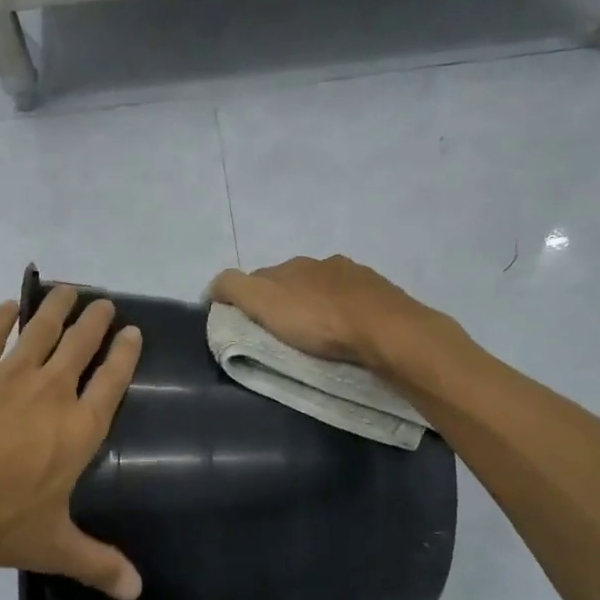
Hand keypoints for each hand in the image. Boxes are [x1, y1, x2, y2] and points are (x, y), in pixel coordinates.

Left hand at [0, 284, 143, 599]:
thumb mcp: (51, 546)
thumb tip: (138, 592)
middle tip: (104, 304)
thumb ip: (97, 564)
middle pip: (81, 345)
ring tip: (69, 291)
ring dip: (57, 308)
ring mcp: (8, 374)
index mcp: (78, 429)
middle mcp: (51, 391)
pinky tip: (9, 308)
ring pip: (41, 329)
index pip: (112, 382)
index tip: (133, 332)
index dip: (125, 354)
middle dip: (96, 321)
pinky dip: (3, 318)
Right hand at [208, 256, 432, 368]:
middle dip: (285, 302)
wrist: (386, 331)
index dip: (249, 299)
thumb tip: (213, 287)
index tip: (247, 326)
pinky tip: (347, 333)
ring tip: (317, 336)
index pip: (259, 277)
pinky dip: (344, 313)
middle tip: (282, 334)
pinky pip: (353, 302)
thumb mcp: (263, 302)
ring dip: (317, 307)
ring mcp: (356, 277)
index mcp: (292, 265)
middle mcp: (323, 263)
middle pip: (293, 282)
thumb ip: (234, 289)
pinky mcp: (381, 296)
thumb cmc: (319, 320)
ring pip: (325, 290)